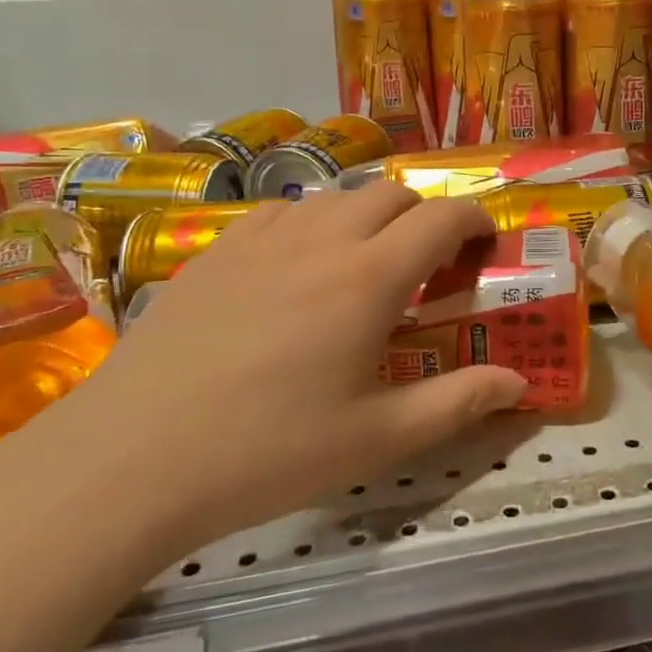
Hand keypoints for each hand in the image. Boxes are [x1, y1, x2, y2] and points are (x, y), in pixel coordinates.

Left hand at [24, 185, 525, 556]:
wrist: (131, 458)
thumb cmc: (266, 452)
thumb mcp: (376, 438)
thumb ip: (457, 403)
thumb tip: (519, 385)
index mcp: (368, 278)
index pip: (440, 218)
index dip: (474, 220)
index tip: (486, 243)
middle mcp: (320, 240)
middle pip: (391, 193)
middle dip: (424, 216)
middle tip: (429, 266)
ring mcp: (261, 239)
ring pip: (335, 196)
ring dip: (369, 216)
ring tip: (365, 266)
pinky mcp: (215, 250)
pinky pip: (281, 212)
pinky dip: (312, 223)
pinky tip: (297, 269)